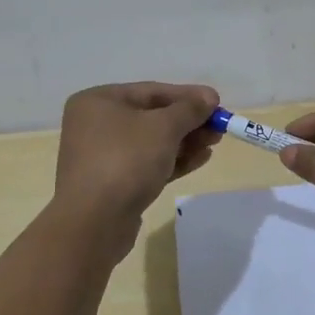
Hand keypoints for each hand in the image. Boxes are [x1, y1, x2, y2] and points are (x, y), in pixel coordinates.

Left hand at [53, 81, 221, 243]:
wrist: (94, 222)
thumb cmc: (126, 160)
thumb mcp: (164, 127)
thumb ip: (190, 109)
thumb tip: (210, 97)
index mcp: (99, 101)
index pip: (152, 91)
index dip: (188, 96)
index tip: (217, 101)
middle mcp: (96, 125)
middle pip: (152, 116)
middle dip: (189, 121)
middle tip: (219, 126)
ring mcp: (103, 156)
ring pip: (152, 142)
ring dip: (185, 141)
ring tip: (214, 142)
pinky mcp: (113, 183)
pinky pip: (148, 164)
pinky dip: (173, 160)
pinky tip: (200, 159)